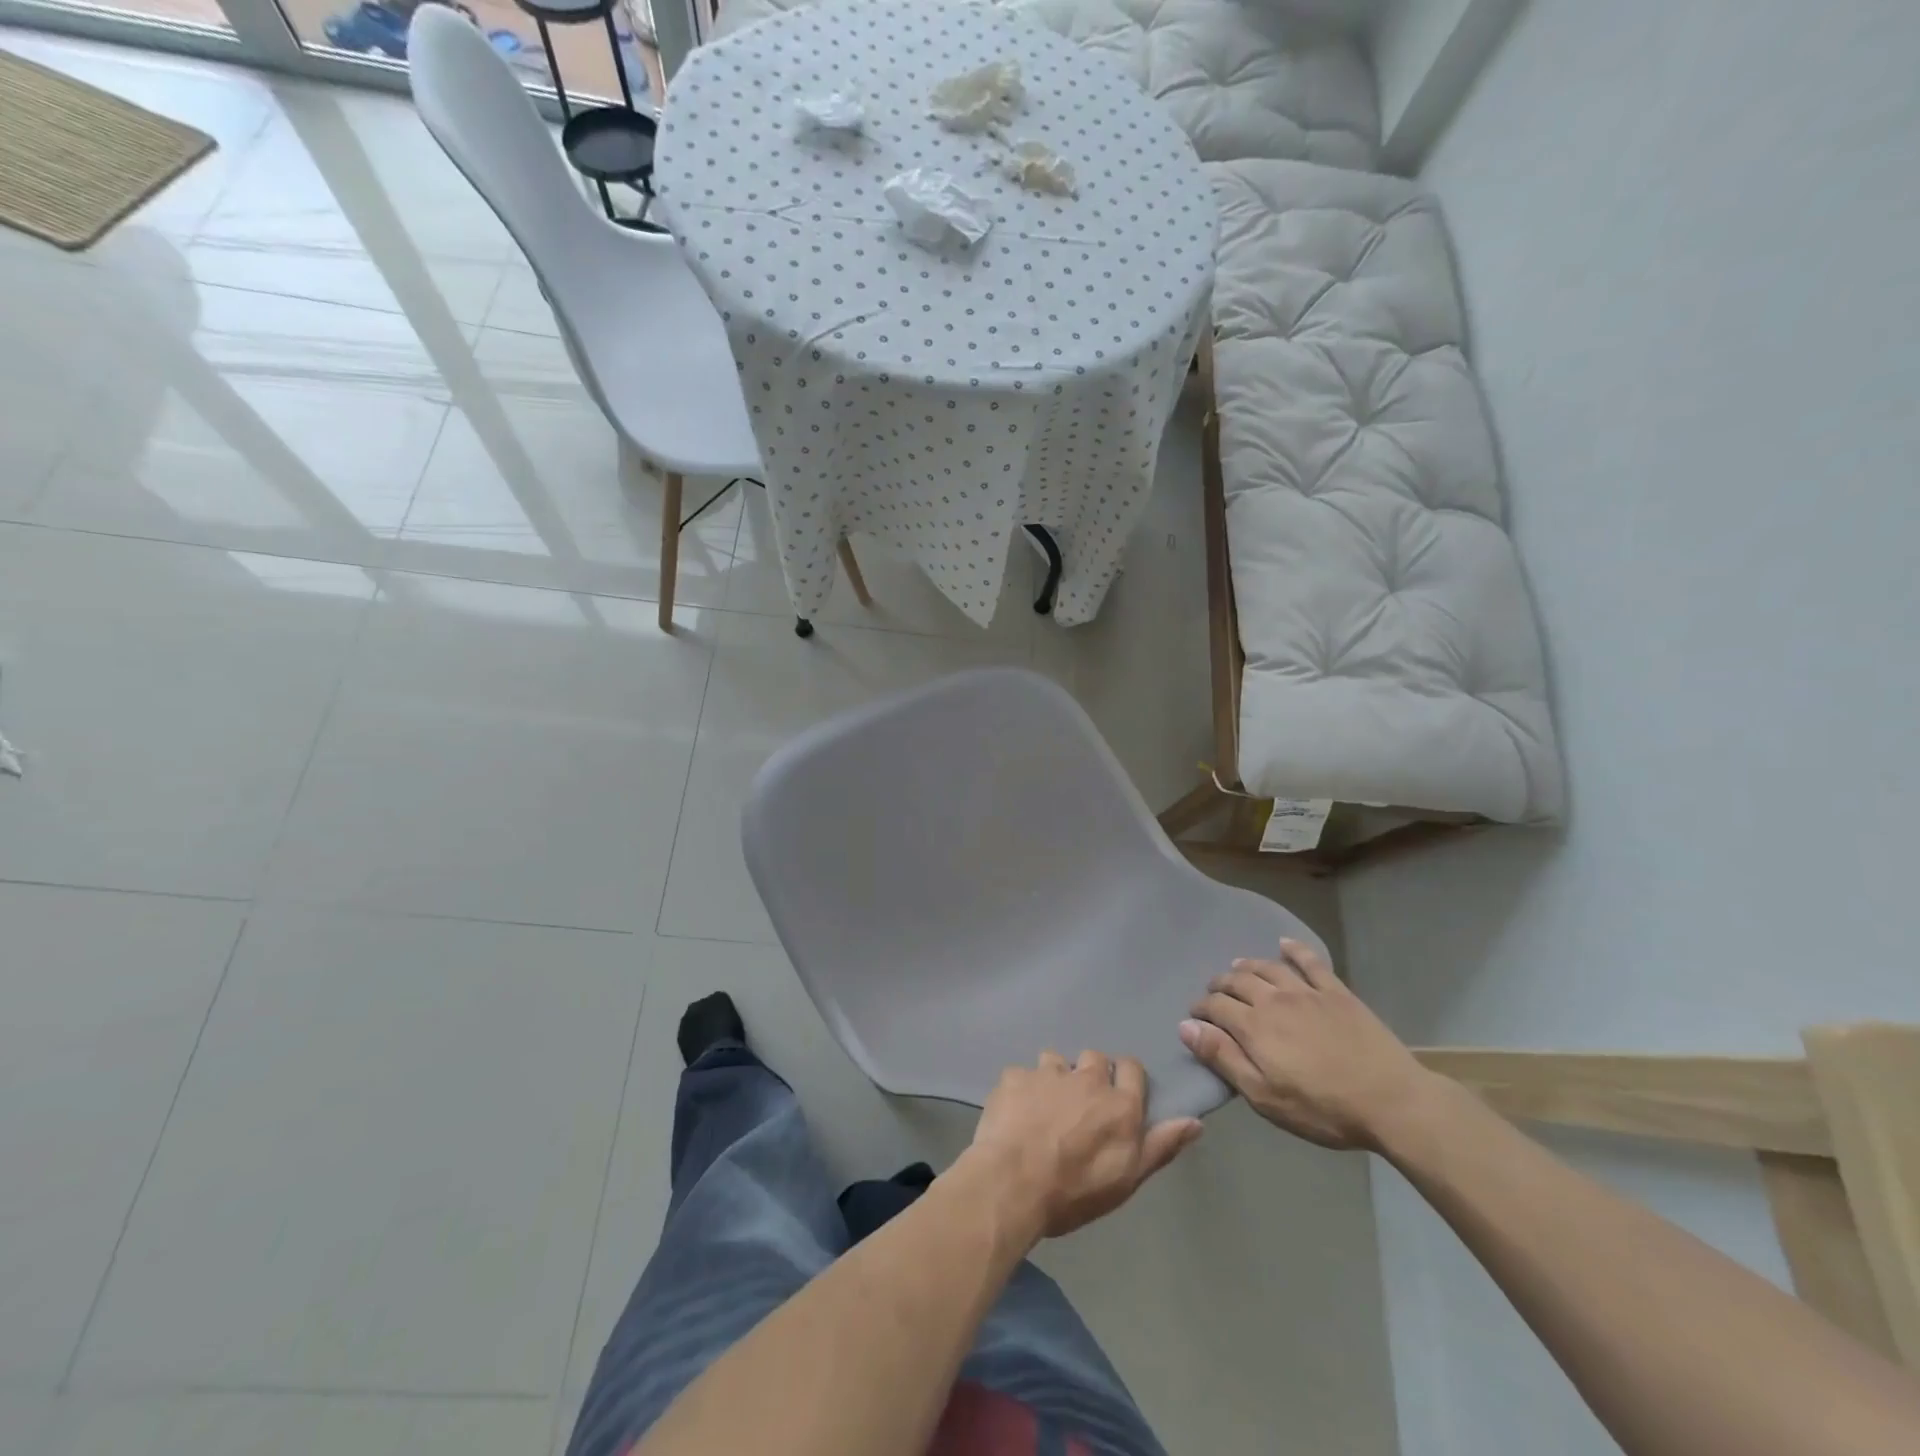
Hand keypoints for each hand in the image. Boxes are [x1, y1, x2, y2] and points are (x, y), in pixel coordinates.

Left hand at [962, 1051, 1201, 1241]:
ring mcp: (1048, 1073)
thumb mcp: (1128, 1178)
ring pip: (1056, 1060)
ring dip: (1055, 1077)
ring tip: (1045, 1106)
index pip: (1132, 1068)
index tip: (1117, 1096)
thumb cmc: (1075, 1190)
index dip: (1125, 1078)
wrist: (1013, 1183)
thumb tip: (1195, 1121)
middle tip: (1081, 1106)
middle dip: (1090, 1075)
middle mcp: (1087, 1078)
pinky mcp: (1014, 1076)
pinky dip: (1021, 1089)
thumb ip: (1161, 1145)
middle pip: (1095, 1058)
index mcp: (1119, 1103)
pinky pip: (1022, 1075)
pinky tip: (1015, 1112)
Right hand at [1180, 939, 1435, 1150]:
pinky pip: (1311, 962)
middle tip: (1213, 992)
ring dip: (1248, 966)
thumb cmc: (1322, 1108)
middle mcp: (1274, 999)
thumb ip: (1223, 1057)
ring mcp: (1307, 992)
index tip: (1195, 1016)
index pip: (1216, 1006)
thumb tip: (1186, 1026)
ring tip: (1237, 968)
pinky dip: (1294, 949)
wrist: (1391, 1101)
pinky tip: (1284, 944)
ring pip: (1268, 968)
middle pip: (1238, 982)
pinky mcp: (1337, 992)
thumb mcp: (1264, 1095)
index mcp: (1254, 1026)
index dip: (1201, 1008)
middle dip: (1220, 985)